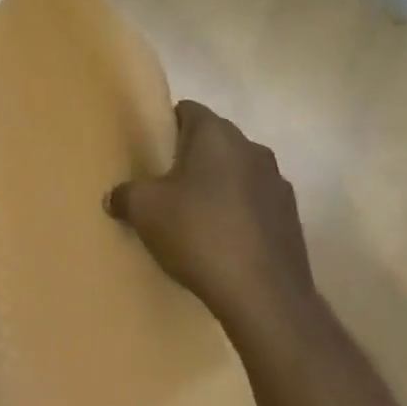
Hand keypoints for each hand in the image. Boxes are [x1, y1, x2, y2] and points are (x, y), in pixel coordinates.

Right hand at [106, 100, 314, 327]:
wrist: (263, 295)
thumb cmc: (198, 234)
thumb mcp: (143, 210)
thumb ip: (125, 194)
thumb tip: (115, 197)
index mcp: (217, 136)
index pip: (189, 110)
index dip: (166, 125)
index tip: (150, 150)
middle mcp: (253, 150)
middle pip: (215, 140)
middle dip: (190, 156)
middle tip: (163, 182)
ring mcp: (277, 184)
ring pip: (237, 171)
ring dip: (216, 184)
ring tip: (192, 214)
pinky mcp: (290, 218)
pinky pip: (254, 202)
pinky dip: (236, 211)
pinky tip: (220, 239)